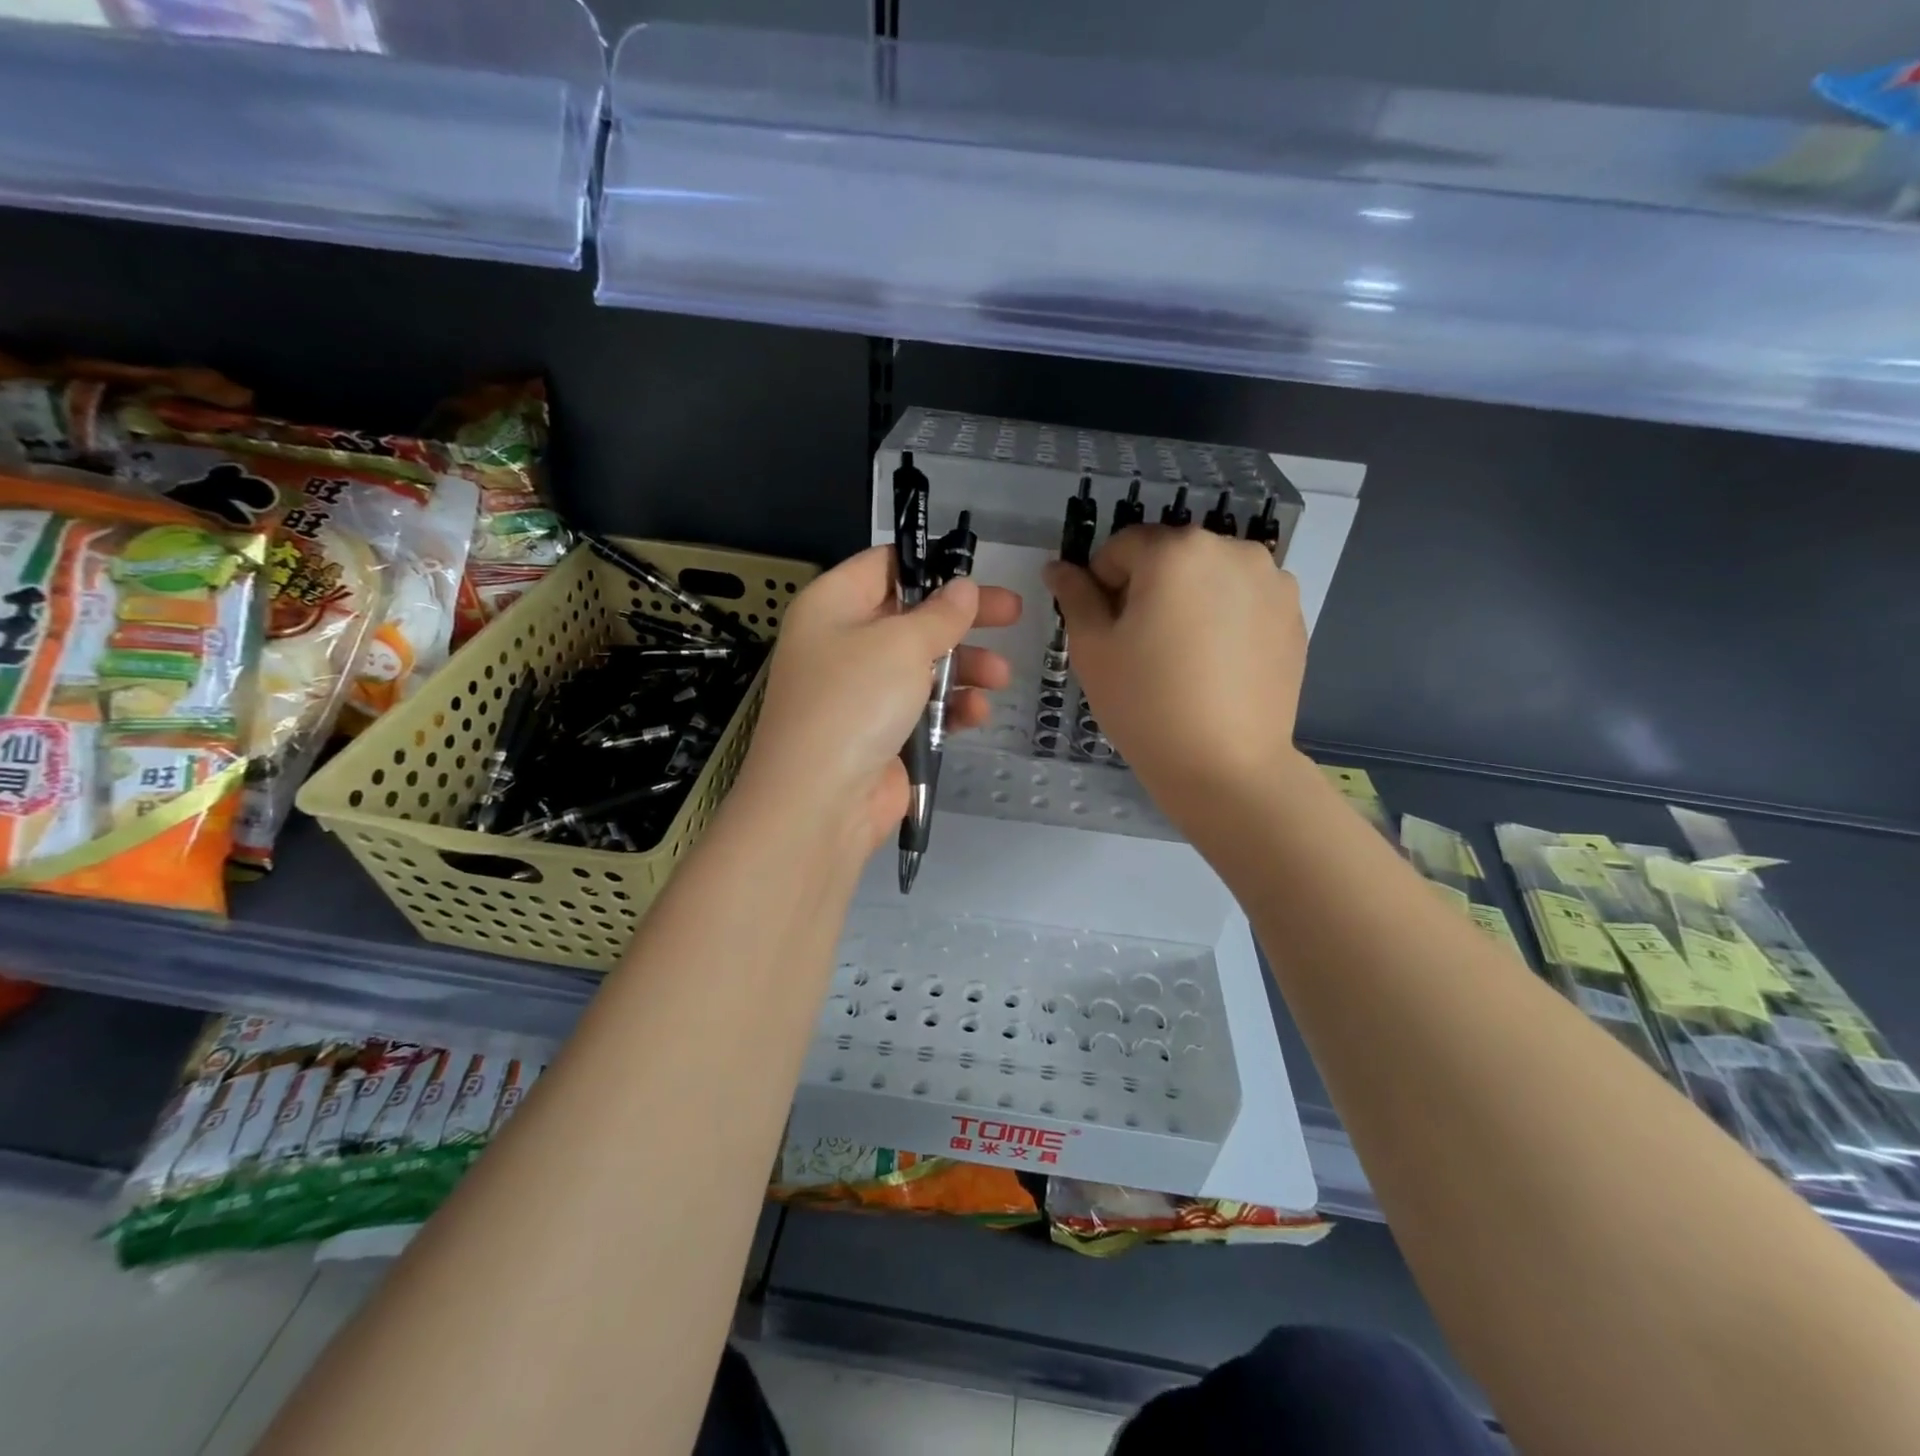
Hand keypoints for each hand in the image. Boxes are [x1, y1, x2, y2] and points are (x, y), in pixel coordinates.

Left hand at [734, 545, 1021, 856]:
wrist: (820, 801)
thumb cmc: (855, 700)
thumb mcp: (901, 643)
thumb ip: (940, 613)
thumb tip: (962, 588)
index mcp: (833, 605)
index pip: (883, 566)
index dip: (929, 564)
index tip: (973, 571)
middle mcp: (844, 644)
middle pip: (912, 617)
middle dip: (963, 619)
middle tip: (1013, 613)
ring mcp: (862, 692)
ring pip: (923, 665)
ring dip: (965, 667)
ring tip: (999, 676)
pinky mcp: (881, 733)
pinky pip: (923, 708)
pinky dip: (950, 707)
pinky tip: (976, 713)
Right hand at [1044, 526, 1305, 829]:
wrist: (1226, 766)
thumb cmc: (1146, 704)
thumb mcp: (1093, 649)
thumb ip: (1075, 597)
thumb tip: (1058, 568)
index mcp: (1176, 550)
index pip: (1121, 546)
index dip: (1102, 585)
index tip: (1106, 631)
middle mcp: (1231, 548)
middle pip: (1170, 556)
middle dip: (1149, 589)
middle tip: (1142, 646)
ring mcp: (1271, 580)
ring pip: (1209, 576)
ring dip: (1189, 599)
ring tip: (1184, 656)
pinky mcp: (1294, 613)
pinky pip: (1244, 599)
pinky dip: (1226, 617)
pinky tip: (1218, 665)